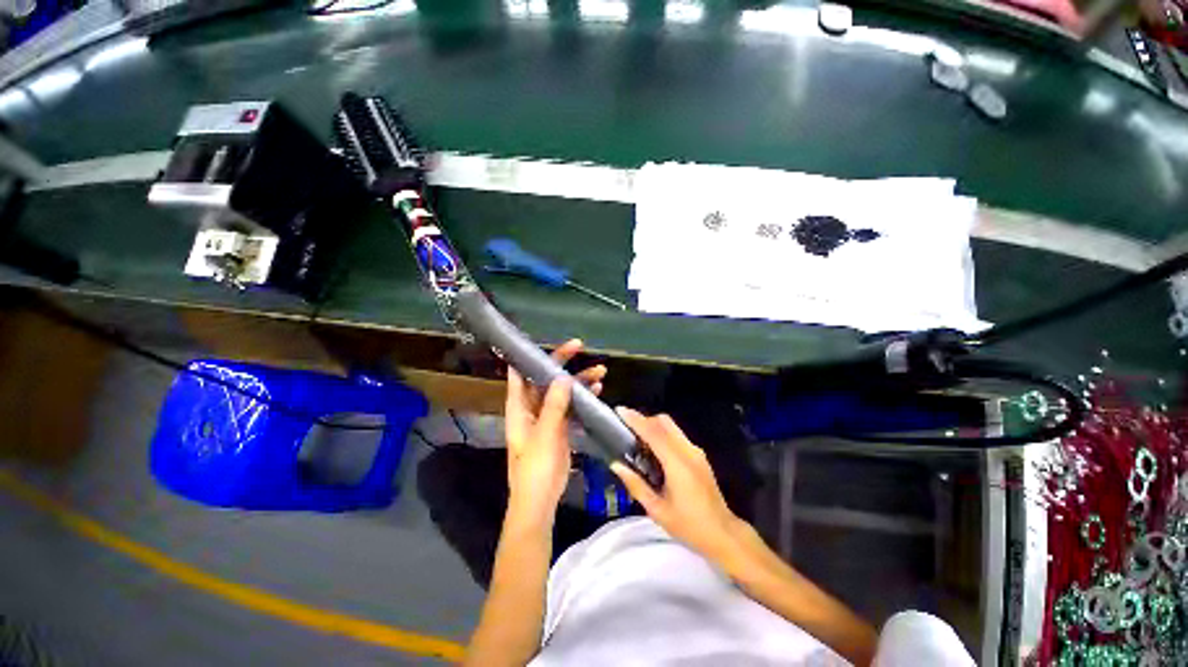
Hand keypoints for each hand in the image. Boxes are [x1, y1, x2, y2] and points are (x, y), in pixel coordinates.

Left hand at [505, 339, 606, 524]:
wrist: (540, 499)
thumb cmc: (535, 468)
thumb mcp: (544, 435)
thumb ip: (554, 405)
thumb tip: (563, 377)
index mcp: (519, 407)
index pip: (520, 373)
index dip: (531, 355)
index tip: (547, 341)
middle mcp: (532, 407)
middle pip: (546, 378)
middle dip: (563, 362)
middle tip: (580, 346)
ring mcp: (547, 416)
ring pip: (563, 391)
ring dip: (579, 380)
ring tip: (601, 371)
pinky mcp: (560, 426)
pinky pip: (572, 406)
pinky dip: (583, 397)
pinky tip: (597, 391)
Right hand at [610, 408, 747, 565]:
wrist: (723, 534)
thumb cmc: (689, 526)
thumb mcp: (657, 510)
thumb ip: (636, 485)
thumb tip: (616, 465)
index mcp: (677, 463)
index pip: (653, 433)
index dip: (636, 420)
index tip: (620, 411)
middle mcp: (688, 451)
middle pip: (664, 422)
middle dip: (644, 420)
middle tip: (627, 429)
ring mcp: (696, 452)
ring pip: (672, 427)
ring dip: (654, 426)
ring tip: (638, 440)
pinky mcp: (699, 456)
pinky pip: (677, 436)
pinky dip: (663, 435)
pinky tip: (654, 452)